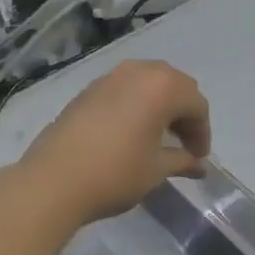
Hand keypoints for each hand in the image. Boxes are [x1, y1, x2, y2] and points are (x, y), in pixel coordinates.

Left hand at [23, 60, 210, 223]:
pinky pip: (124, 89)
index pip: (196, 105)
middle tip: (184, 142)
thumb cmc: (116, 173)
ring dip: (161, 104)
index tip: (198, 157)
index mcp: (162, 88)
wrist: (53, 181)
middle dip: (184, 112)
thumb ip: (182, 161)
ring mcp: (109, 78)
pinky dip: (137, 104)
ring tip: (159, 135)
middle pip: (174, 85)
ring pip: (148, 82)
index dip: (202, 132)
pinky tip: (132, 131)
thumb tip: (199, 165)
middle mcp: (138, 73)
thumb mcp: (157, 169)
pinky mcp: (87, 90)